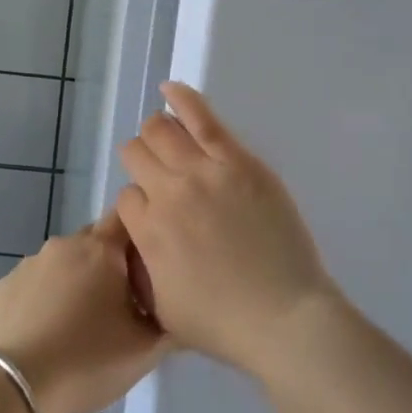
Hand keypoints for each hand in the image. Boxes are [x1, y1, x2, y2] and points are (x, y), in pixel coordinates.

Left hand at [0, 217, 168, 412]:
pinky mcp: (5, 285)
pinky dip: (47, 297)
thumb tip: (175, 307)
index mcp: (101, 249)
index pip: (128, 215)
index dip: (142, 233)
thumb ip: (169, 321)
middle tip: (121, 303)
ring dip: (77, 281)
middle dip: (111, 263)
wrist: (14, 388)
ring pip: (65, 262)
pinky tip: (48, 332)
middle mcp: (64, 244)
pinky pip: (37, 282)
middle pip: (97, 239)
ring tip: (81, 324)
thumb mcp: (145, 350)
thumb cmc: (87, 361)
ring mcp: (30, 263)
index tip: (150, 262)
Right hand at [116, 82, 340, 381]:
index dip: (139, 204)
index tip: (157, 214)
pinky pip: (202, 117)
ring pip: (161, 130)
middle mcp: (167, 193)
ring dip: (156, 131)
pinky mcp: (237, 160)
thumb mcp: (163, 308)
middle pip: (137, 154)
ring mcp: (204, 172)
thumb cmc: (224, 324)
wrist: (284, 317)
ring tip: (164, 134)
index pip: (127, 197)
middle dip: (141, 161)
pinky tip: (170, 88)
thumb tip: (139, 237)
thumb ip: (143, 267)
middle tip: (160, 174)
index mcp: (147, 232)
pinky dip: (182, 97)